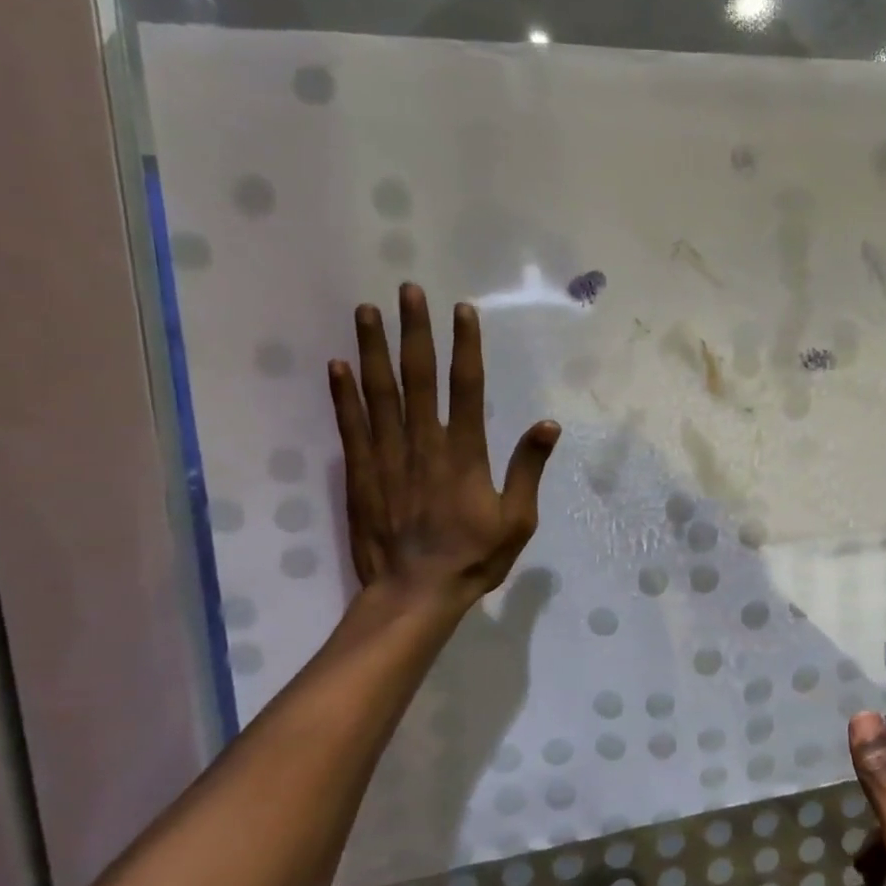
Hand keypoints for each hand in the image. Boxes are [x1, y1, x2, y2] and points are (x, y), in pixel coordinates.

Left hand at [329, 284, 559, 606]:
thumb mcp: (517, 520)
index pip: (466, 388)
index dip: (465, 346)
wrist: (414, 594)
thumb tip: (548, 425)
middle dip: (415, 331)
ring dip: (373, 349)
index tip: (461, 311)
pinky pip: (351, 425)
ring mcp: (387, 457)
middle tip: (408, 291)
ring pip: (380, 392)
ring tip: (366, 310)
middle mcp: (424, 444)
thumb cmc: (473, 558)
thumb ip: (528, 469)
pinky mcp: (361, 473)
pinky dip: (343, 394)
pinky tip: (337, 365)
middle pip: (418, 377)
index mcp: (464, 454)